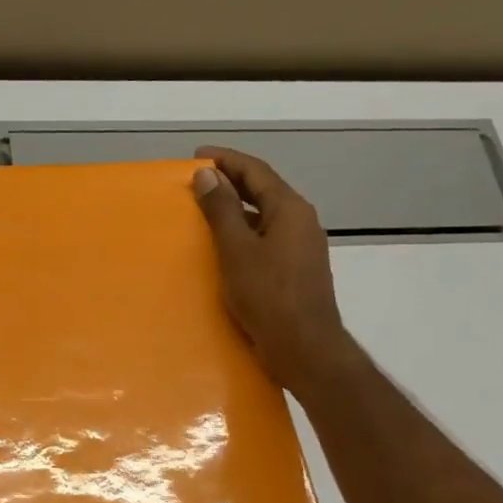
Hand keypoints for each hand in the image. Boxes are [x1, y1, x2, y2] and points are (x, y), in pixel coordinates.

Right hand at [191, 146, 350, 382]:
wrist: (305, 347)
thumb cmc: (268, 296)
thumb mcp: (237, 250)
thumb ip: (221, 210)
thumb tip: (207, 175)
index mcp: (289, 209)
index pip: (256, 171)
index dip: (226, 160)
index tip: (197, 156)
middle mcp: (301, 221)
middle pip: (263, 190)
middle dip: (231, 181)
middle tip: (198, 180)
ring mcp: (302, 246)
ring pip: (265, 215)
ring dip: (237, 208)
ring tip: (206, 210)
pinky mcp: (297, 269)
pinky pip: (267, 237)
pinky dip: (245, 231)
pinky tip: (226, 246)